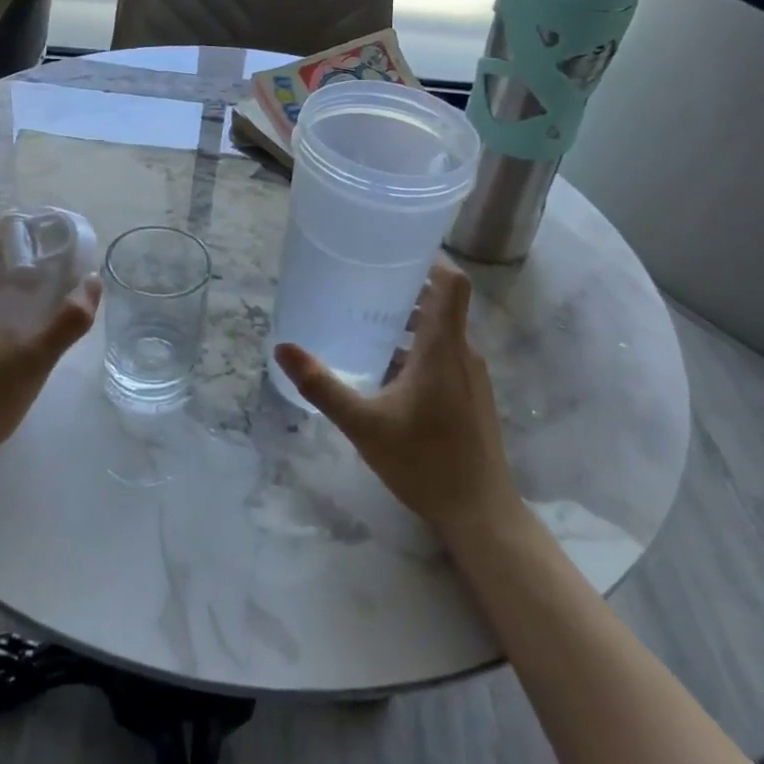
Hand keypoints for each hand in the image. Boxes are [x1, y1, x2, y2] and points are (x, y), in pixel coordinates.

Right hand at [275, 259, 521, 544]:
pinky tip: (385, 369)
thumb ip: (322, 385)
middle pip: (442, 303)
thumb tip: (282, 348)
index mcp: (443, 347)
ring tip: (367, 321)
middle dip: (406, 288)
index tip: (396, 249)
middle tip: (363, 282)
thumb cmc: (424, 462)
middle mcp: (463, 353)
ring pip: (442, 331)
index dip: (430, 259)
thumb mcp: (363, 424)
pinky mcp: (471, 396)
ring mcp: (471, 376)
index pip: (451, 282)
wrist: (481, 514)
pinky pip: (445, 355)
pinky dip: (417, 347)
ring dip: (410, 320)